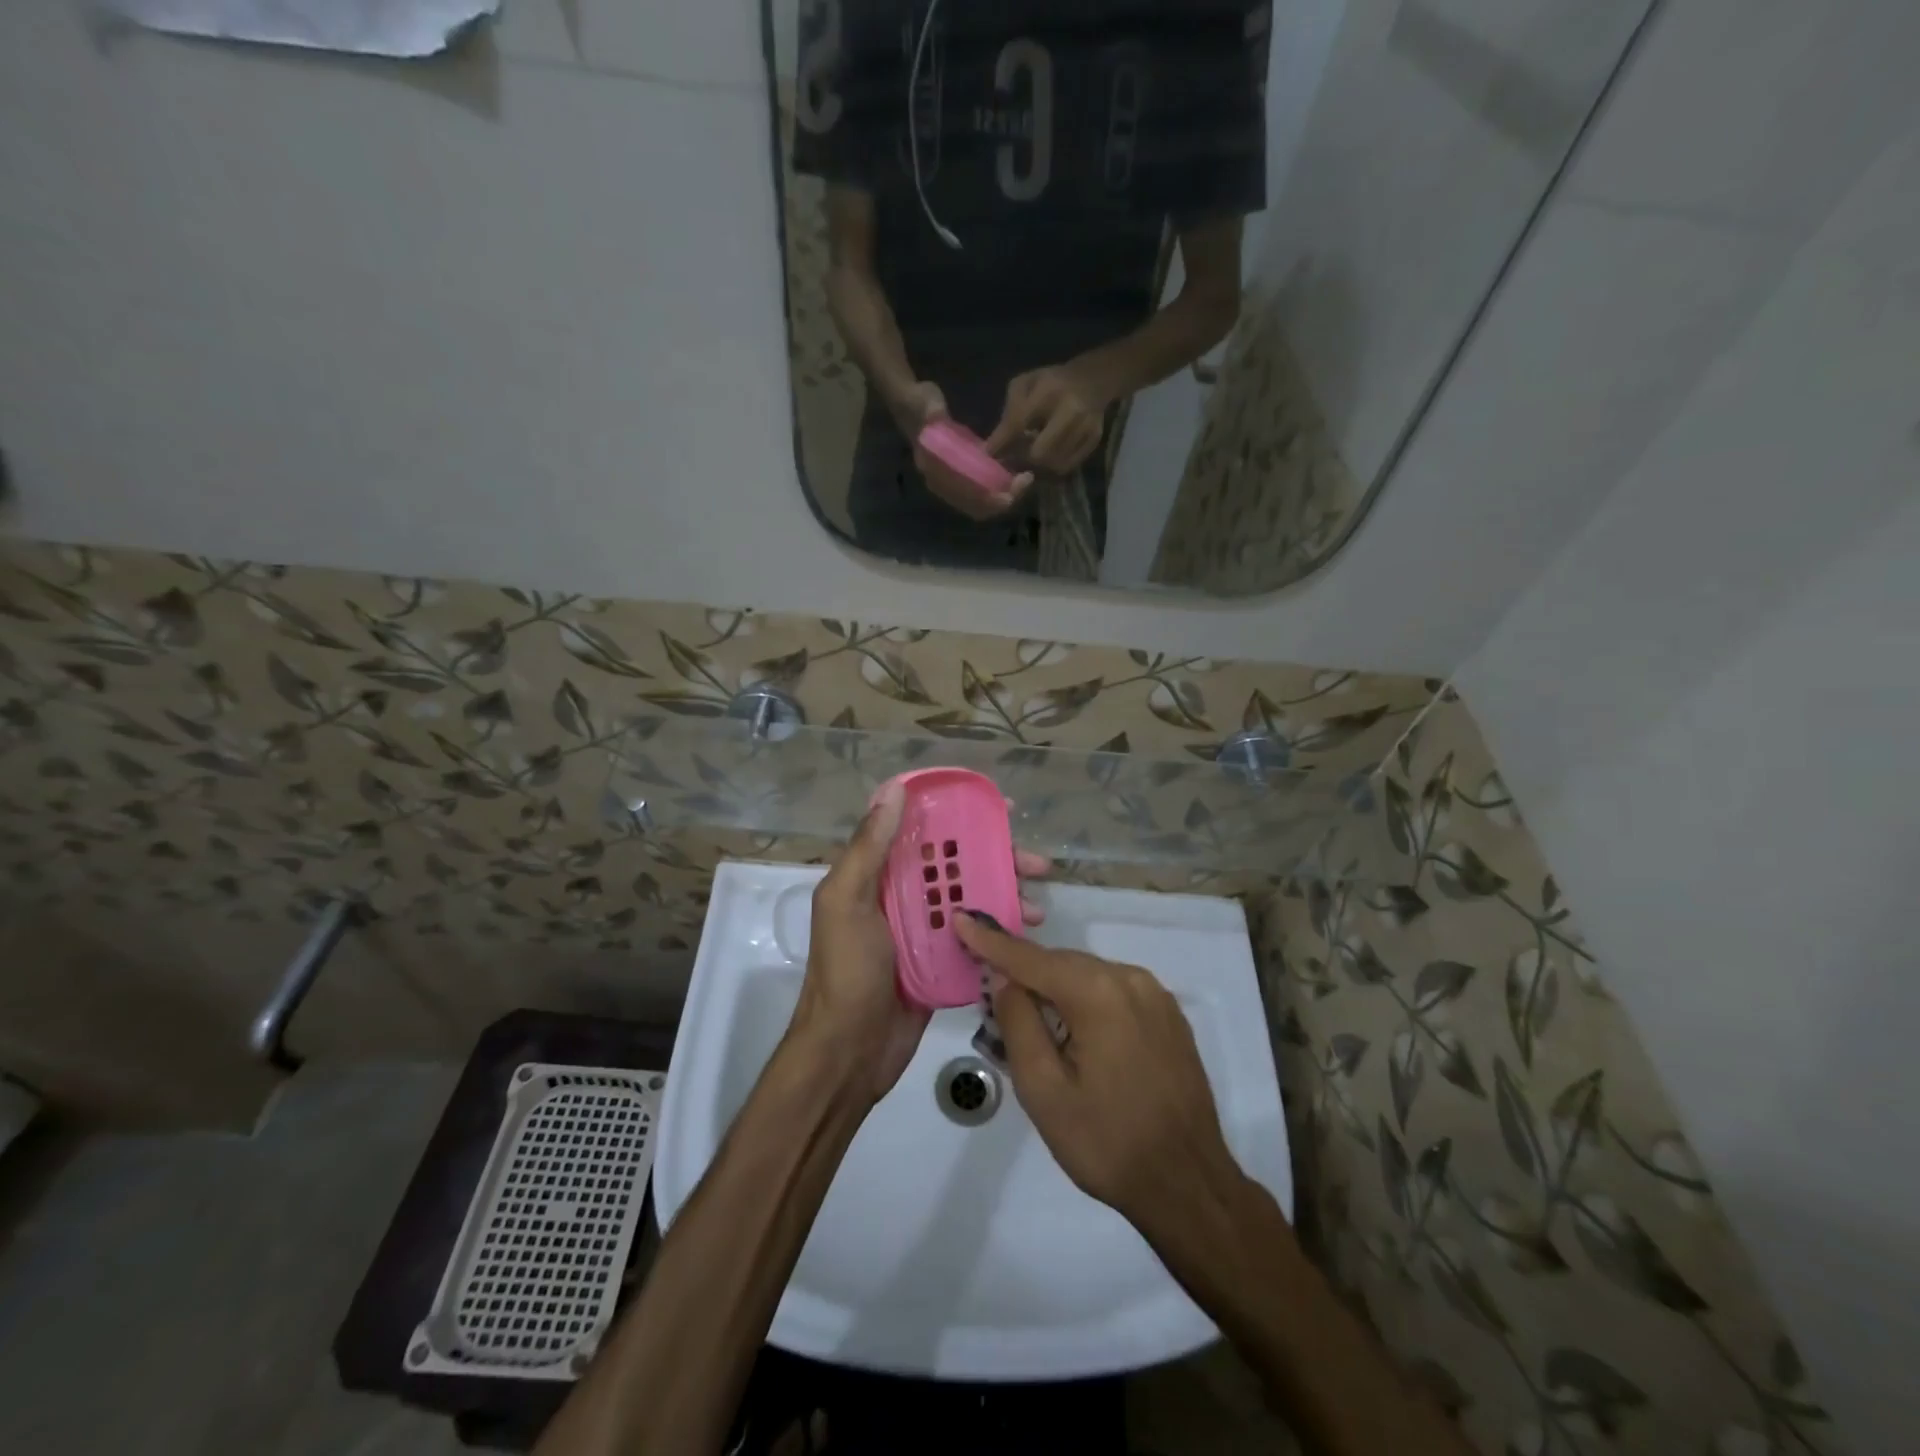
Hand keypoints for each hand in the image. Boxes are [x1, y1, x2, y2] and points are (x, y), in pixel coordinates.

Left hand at [793, 785, 1052, 1103]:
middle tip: (1037, 863)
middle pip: (957, 863)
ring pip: (972, 897)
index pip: (922, 829)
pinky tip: (1029, 932)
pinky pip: (977, 935)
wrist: (847, 1054)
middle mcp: (903, 895)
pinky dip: (1001, 930)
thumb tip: (895, 790)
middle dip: (998, 857)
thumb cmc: (846, 971)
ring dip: (1007, 894)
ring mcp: (926, 929)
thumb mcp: (846, 902)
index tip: (1001, 809)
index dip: (960, 813)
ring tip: (1039, 906)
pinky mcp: (943, 961)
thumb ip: (868, 848)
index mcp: (878, 874)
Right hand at [891, 380, 1034, 522]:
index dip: (985, 498)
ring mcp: (952, 483)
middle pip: (976, 506)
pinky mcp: (962, 477)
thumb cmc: (918, 404)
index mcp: (932, 471)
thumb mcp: (924, 403)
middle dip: (1002, 500)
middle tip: (1025, 482)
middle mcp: (942, 484)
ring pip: (982, 503)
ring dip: (1004, 495)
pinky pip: (983, 492)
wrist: (912, 405)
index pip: (961, 495)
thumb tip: (935, 414)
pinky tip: (1016, 476)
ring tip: (1025, 479)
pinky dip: (1000, 489)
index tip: (1009, 494)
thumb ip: (931, 411)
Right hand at [954, 912, 1238, 1234]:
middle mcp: (1130, 979)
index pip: (1031, 958)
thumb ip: (1018, 1023)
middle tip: (992, 993)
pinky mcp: (1168, 1014)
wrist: (1188, 1184)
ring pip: (1088, 974)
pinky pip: (1114, 990)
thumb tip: (1006, 978)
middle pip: (1061, 963)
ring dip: (1056, 988)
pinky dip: (1086, 998)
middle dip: (1025, 972)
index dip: (991, 941)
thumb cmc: (1107, 1143)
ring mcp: (1155, 995)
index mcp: (1098, 993)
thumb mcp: (1043, 1090)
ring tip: (1032, 1021)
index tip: (960, 918)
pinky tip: (1076, 1030)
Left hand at [985, 363, 1108, 474]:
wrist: (1092, 379)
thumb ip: (1009, 412)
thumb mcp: (1024, 384)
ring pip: (1054, 464)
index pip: (1019, 423)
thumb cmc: (1050, 382)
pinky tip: (1048, 455)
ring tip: (1031, 454)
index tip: (990, 454)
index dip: (1002, 443)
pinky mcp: (1094, 440)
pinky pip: (1068, 466)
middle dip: (1024, 459)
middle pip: (1040, 453)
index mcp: (1049, 391)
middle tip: (1015, 457)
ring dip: (1038, 465)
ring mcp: (1085, 427)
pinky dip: (1053, 466)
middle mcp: (1071, 410)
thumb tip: (993, 448)